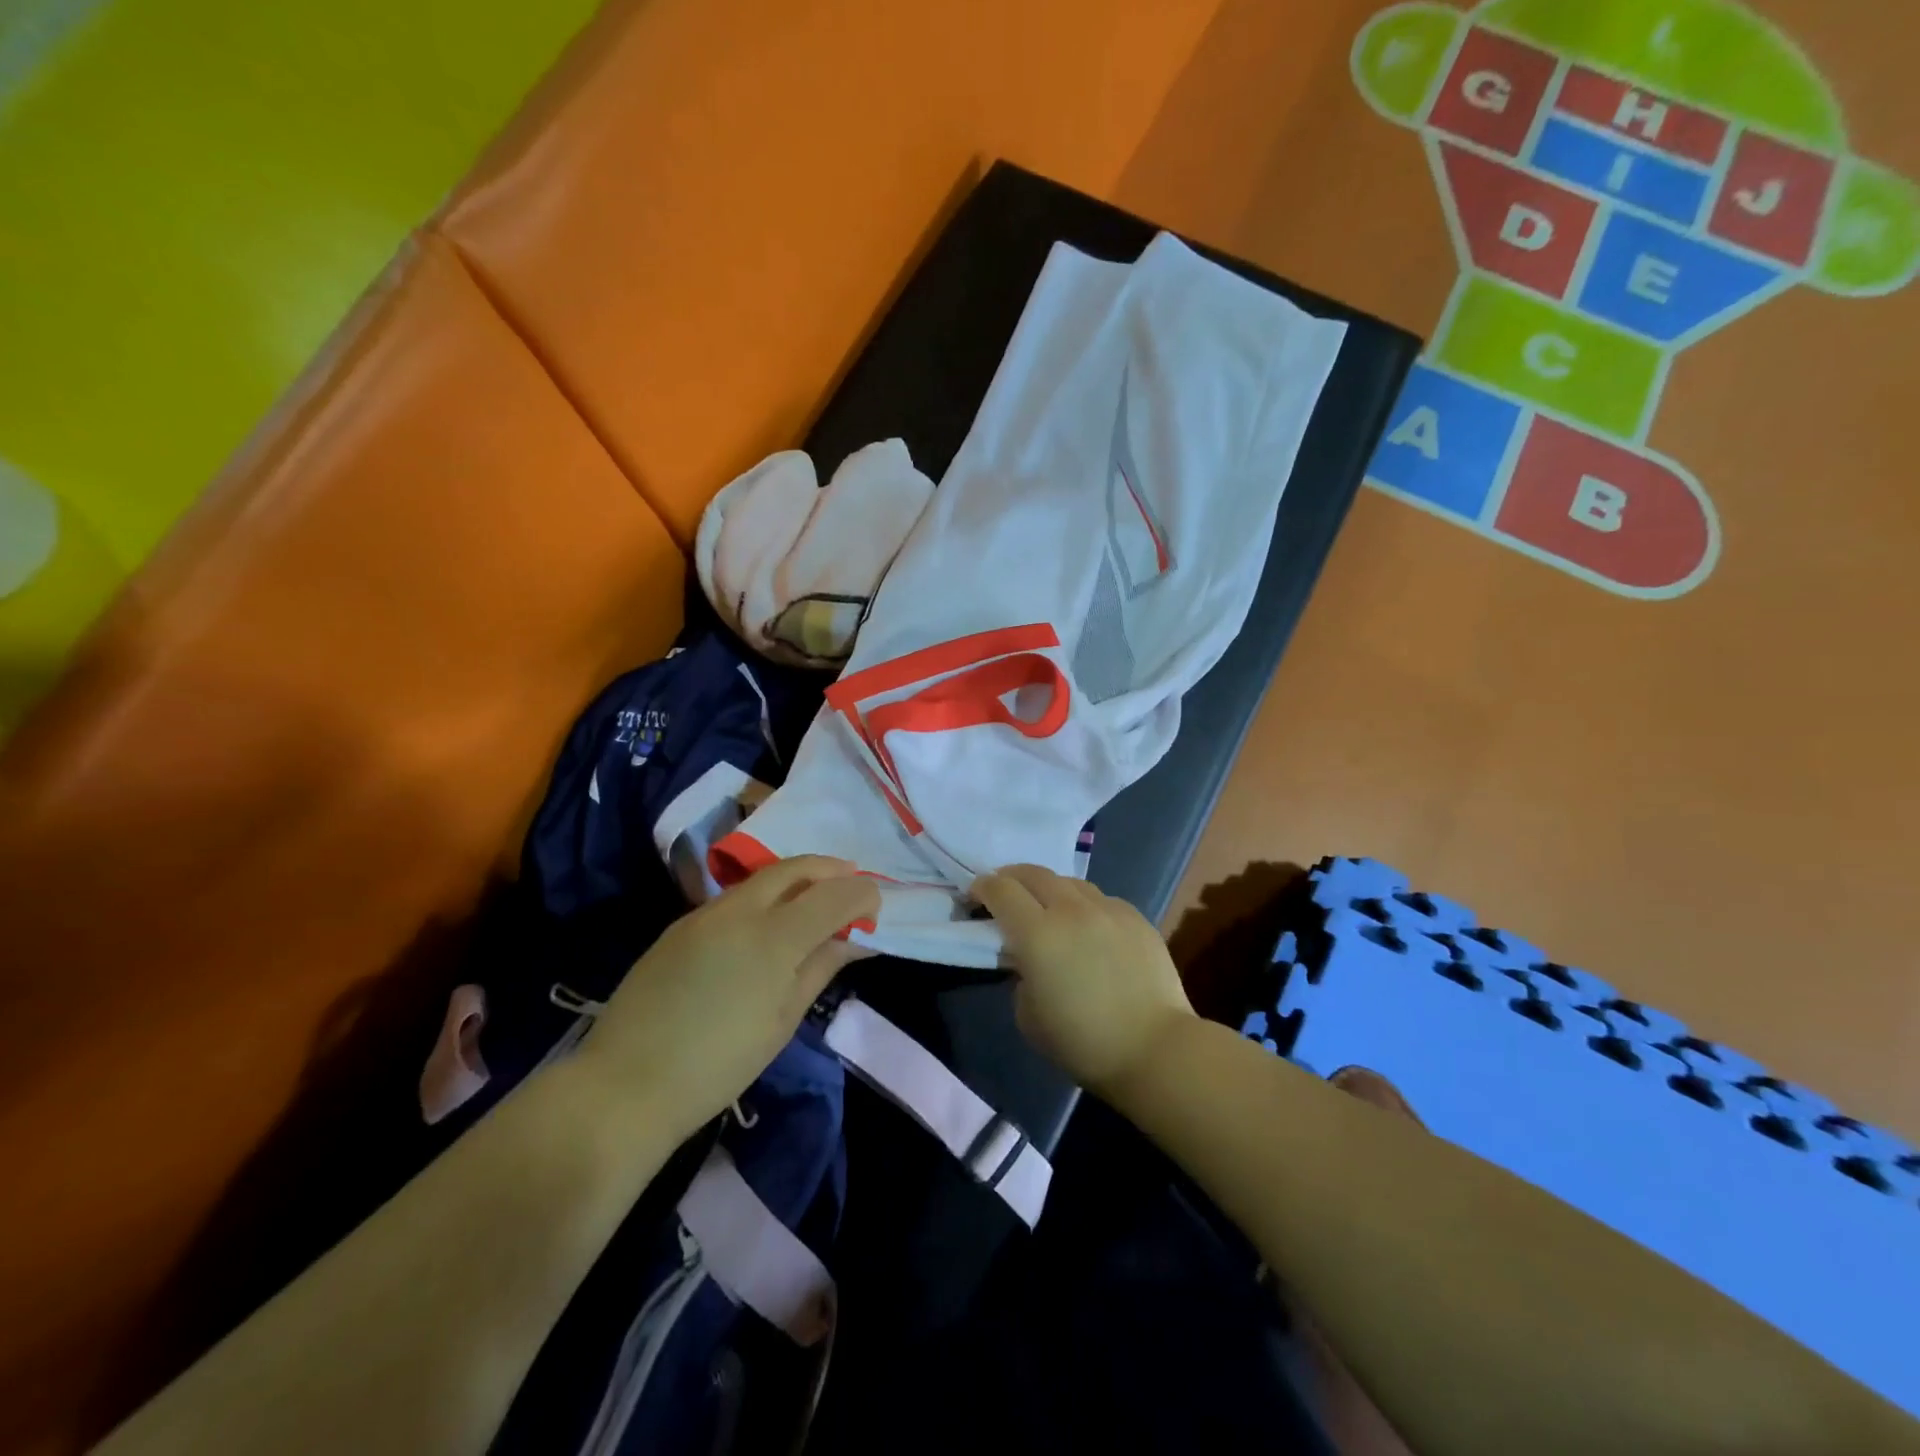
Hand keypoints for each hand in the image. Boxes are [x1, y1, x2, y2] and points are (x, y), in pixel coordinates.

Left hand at [577, 856, 878, 1138]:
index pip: (834, 894)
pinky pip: (735, 897)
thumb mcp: (783, 1020)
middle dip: (831, 870)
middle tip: (852, 886)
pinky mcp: (681, 924)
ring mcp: (705, 913)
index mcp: (774, 938)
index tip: (874, 912)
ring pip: (763, 877)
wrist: (626, 1085)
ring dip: (798, 879)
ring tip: (814, 902)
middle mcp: (741, 910)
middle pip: (797, 868)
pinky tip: (768, 923)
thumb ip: (820, 968)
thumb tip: (853, 940)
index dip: (862, 895)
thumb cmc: (719, 1064)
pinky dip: (765, 896)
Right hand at [972, 864, 1193, 1097]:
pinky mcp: (1135, 917)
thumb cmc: (1082, 1042)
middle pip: (1033, 873)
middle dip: (1011, 877)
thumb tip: (1027, 959)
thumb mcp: (1027, 1015)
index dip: (982, 887)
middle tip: (1004, 893)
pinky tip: (1087, 926)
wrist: (1154, 1048)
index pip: (1000, 889)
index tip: (975, 897)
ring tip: (1047, 908)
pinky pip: (1100, 899)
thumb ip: (1020, 975)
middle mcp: (1070, 910)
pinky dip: (1083, 905)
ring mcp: (1107, 909)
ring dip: (1049, 889)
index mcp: (1037, 933)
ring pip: (1069, 881)